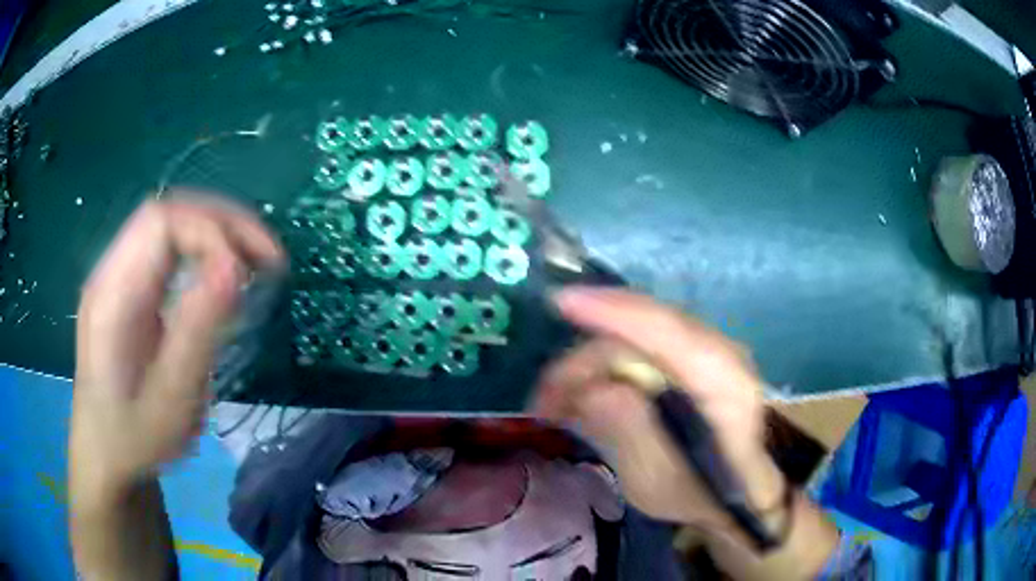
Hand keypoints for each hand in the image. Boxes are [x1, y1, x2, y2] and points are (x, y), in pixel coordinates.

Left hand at [70, 196, 283, 504]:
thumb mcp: (169, 400)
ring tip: (255, 263)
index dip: (211, 233)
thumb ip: (196, 332)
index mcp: (112, 296)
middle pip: (167, 213)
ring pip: (169, 225)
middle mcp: (111, 273)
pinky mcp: (127, 291)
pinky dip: (202, 251)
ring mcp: (117, 279)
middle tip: (268, 258)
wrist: (103, 457)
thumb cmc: (134, 440)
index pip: (162, 222)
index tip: (248, 275)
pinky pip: (166, 250)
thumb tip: (234, 269)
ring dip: (216, 233)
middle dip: (222, 224)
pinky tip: (222, 276)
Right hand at [532, 288, 785, 534]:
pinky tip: (583, 397)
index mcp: (726, 386)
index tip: (562, 303)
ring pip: (635, 338)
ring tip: (556, 407)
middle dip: (584, 360)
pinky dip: (605, 368)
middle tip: (543, 402)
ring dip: (589, 366)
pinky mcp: (694, 355)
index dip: (615, 313)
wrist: (744, 487)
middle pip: (639, 334)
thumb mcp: (662, 484)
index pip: (669, 334)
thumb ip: (632, 435)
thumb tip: (595, 389)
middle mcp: (720, 353)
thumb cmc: (707, 494)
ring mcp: (708, 350)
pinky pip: (641, 347)